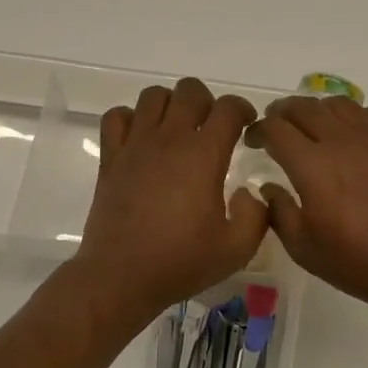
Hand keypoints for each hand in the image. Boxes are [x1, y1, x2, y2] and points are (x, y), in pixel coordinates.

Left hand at [73, 79, 266, 321]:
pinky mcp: (110, 158)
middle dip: (208, 102)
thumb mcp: (237, 249)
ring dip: (171, 105)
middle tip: (213, 129)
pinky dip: (132, 119)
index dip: (243, 110)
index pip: (228, 108)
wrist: (120, 277)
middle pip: (190, 90)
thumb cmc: (181, 262)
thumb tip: (250, 192)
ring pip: (153, 96)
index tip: (247, 127)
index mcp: (203, 155)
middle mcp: (169, 139)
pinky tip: (142, 140)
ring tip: (179, 130)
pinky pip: (117, 117)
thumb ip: (257, 215)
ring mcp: (135, 145)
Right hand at [246, 96, 367, 314]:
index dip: (258, 130)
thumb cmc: (356, 261)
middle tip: (275, 127)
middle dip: (282, 113)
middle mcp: (341, 140)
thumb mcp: (303, 247)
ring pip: (338, 104)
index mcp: (312, 165)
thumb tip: (267, 187)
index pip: (275, 129)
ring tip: (311, 125)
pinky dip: (354, 115)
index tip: (252, 141)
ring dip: (317, 109)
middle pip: (304, 108)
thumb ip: (278, 212)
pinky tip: (352, 132)